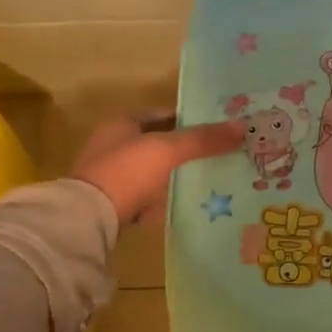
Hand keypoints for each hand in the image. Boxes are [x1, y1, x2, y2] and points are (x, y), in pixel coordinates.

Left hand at [73, 112, 243, 224]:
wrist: (89, 218)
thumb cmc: (127, 172)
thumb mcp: (168, 150)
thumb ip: (203, 140)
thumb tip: (242, 127)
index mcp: (122, 123)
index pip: (164, 114)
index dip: (192, 119)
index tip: (220, 129)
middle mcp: (114, 144)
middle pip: (160, 143)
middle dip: (188, 149)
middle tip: (222, 155)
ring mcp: (113, 175)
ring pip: (155, 170)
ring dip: (177, 174)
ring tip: (211, 179)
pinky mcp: (114, 202)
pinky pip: (148, 195)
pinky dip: (165, 197)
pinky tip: (187, 202)